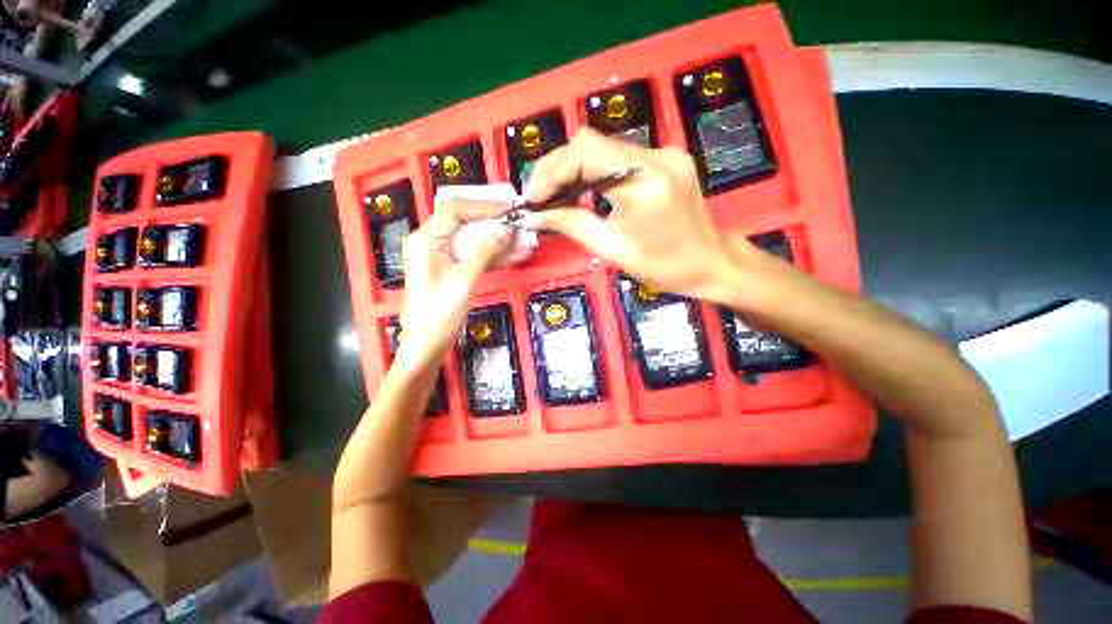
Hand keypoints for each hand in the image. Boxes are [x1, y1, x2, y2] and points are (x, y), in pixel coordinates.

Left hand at [395, 200, 512, 367]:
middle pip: (466, 223)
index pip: (455, 210)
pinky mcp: (453, 269)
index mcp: (426, 240)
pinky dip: (494, 255)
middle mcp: (432, 242)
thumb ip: (485, 251)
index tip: (510, 211)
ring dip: (498, 241)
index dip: (484, 207)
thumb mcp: (464, 279)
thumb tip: (507, 229)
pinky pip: (475, 256)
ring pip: (473, 240)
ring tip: (524, 241)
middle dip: (494, 224)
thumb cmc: (440, 313)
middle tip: (520, 224)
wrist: (428, 344)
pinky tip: (515, 255)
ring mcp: (443, 256)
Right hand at [522, 128, 768, 304]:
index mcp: (644, 181)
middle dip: (557, 170)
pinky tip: (580, 192)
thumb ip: (571, 225)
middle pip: (591, 144)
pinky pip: (618, 159)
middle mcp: (656, 156)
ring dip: (573, 172)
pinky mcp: (664, 160)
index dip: (552, 170)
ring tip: (554, 198)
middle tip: (539, 199)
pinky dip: (593, 174)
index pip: (586, 150)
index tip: (533, 199)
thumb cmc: (663, 266)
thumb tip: (534, 214)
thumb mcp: (612, 249)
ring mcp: (663, 154)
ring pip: (602, 150)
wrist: (710, 263)